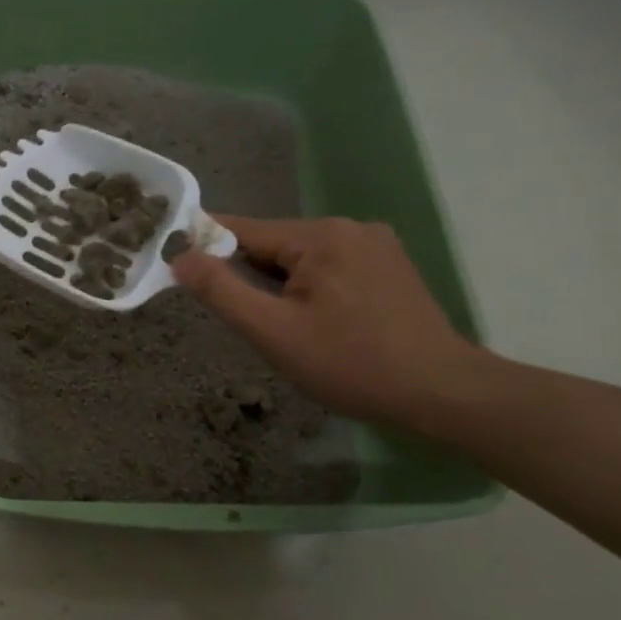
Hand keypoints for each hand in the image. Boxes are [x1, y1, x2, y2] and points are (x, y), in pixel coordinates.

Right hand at [170, 216, 483, 429]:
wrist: (441, 392)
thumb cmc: (350, 363)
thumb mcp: (272, 331)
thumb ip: (221, 291)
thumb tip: (179, 257)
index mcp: (320, 236)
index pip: (242, 230)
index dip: (206, 247)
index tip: (179, 265)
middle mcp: (349, 227)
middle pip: (274, 245)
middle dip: (252, 278)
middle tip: (250, 321)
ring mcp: (375, 244)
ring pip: (302, 259)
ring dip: (282, 286)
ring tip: (288, 329)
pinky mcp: (390, 266)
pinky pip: (331, 268)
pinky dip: (311, 289)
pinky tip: (320, 323)